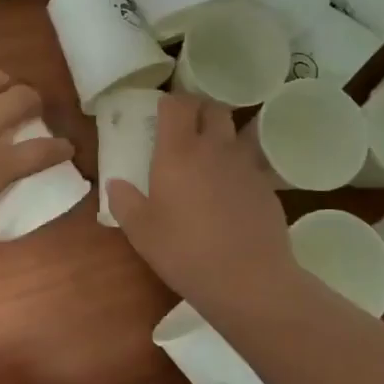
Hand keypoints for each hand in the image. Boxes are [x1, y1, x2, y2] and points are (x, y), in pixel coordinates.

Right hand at [107, 94, 293, 310]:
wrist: (249, 280)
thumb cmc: (186, 252)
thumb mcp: (142, 232)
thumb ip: (124, 202)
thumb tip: (115, 184)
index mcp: (178, 152)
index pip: (176, 105)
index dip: (168, 103)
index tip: (159, 113)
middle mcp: (214, 147)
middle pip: (212, 107)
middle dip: (198, 109)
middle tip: (186, 126)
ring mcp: (245, 164)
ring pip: (236, 129)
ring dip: (223, 131)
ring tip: (212, 151)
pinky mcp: (267, 184)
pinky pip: (252, 160)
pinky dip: (241, 162)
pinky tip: (233, 186)